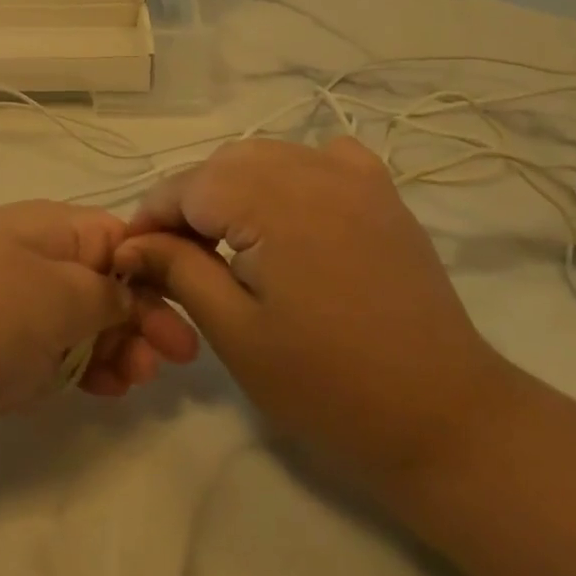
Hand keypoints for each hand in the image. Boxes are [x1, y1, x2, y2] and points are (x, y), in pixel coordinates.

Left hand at [0, 201, 194, 440]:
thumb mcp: (54, 298)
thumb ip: (104, 294)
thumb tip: (130, 292)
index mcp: (51, 230)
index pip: (120, 240)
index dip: (156, 276)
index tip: (183, 319)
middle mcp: (36, 258)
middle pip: (106, 283)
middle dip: (141, 319)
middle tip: (169, 362)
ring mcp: (15, 302)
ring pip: (84, 322)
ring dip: (117, 349)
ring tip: (137, 382)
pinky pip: (55, 352)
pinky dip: (83, 368)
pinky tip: (106, 389)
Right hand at [115, 138, 515, 479]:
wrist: (444, 418)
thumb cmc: (329, 386)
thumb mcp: (236, 332)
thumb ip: (178, 271)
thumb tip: (131, 244)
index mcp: (273, 201)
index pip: (188, 186)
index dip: (151, 217)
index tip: (131, 256)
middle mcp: (312, 170)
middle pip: (223, 164)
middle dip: (189, 203)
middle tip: (174, 258)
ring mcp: (354, 176)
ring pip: (266, 156)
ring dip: (232, 188)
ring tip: (223, 241)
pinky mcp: (381, 193)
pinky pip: (319, 159)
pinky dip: (288, 175)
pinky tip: (286, 212)